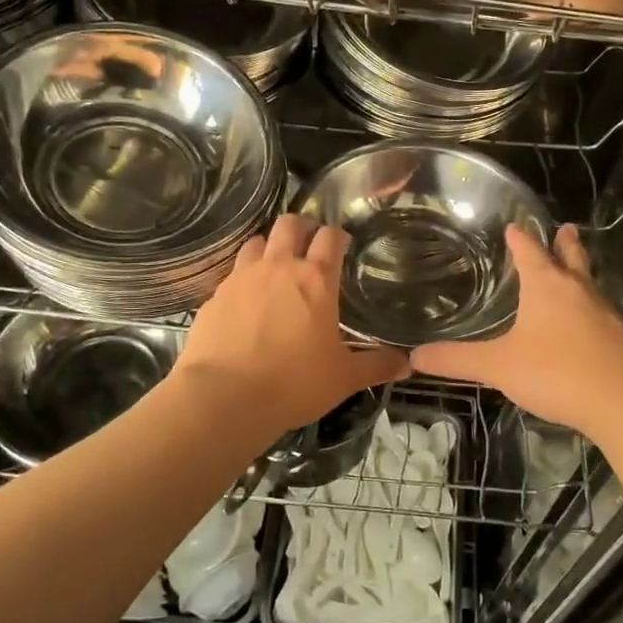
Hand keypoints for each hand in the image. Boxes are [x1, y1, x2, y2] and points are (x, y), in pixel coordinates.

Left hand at [173, 214, 408, 440]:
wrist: (224, 398)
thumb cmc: (294, 383)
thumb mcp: (344, 378)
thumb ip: (376, 365)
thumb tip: (407, 364)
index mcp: (316, 280)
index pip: (330, 236)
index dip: (338, 236)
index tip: (342, 246)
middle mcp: (279, 267)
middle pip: (289, 224)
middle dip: (301, 228)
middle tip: (308, 246)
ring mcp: (242, 278)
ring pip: (256, 242)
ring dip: (269, 248)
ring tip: (275, 268)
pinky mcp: (215, 296)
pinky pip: (232, 274)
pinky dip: (243, 279)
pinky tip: (246, 302)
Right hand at [411, 224, 622, 434]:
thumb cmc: (556, 372)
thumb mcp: (499, 366)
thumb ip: (458, 360)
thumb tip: (414, 356)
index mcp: (546, 287)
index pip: (530, 251)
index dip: (520, 238)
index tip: (514, 226)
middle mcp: (578, 291)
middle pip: (571, 258)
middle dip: (564, 243)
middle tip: (566, 228)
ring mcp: (605, 314)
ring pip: (589, 284)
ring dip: (580, 272)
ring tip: (575, 271)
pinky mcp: (621, 339)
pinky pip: (601, 313)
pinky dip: (590, 308)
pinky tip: (587, 323)